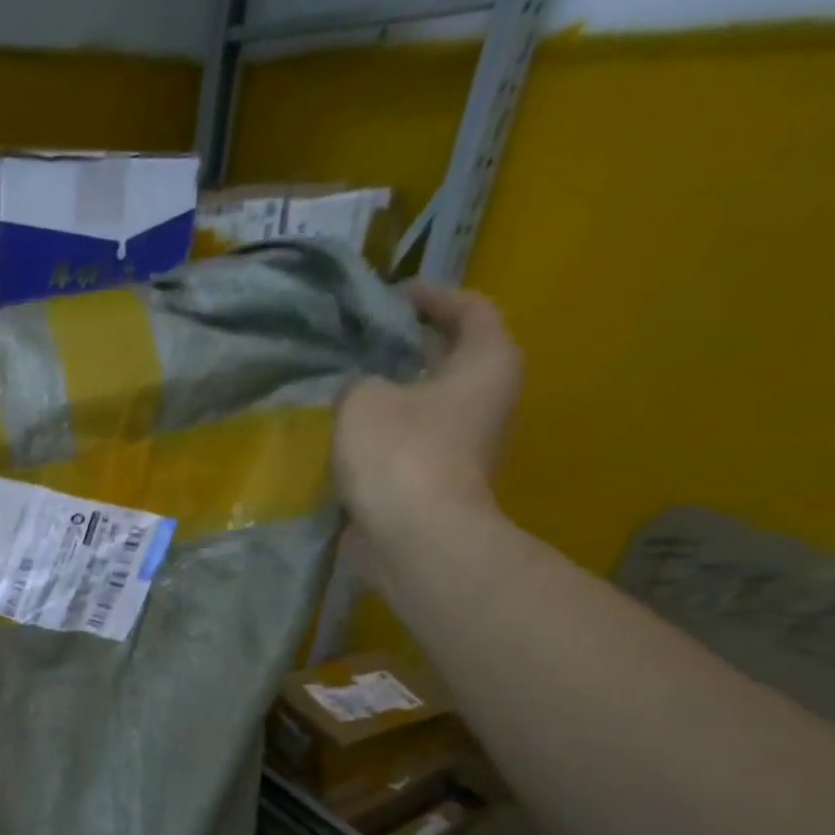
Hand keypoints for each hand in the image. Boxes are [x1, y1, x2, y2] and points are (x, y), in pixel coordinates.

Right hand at [334, 283, 522, 532]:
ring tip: (346, 385)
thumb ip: (357, 382)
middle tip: (362, 340)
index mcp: (487, 362)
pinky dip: (384, 433)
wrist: (416, 539)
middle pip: (450, 357)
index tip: (392, 295)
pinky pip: (410, 442)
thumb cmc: (401, 455)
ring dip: (392, 394)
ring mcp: (467, 444)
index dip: (431, 295)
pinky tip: (346, 433)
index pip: (469, 308)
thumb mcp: (363, 400)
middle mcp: (488, 398)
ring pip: (427, 403)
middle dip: (407, 347)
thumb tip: (360, 390)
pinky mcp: (440, 479)